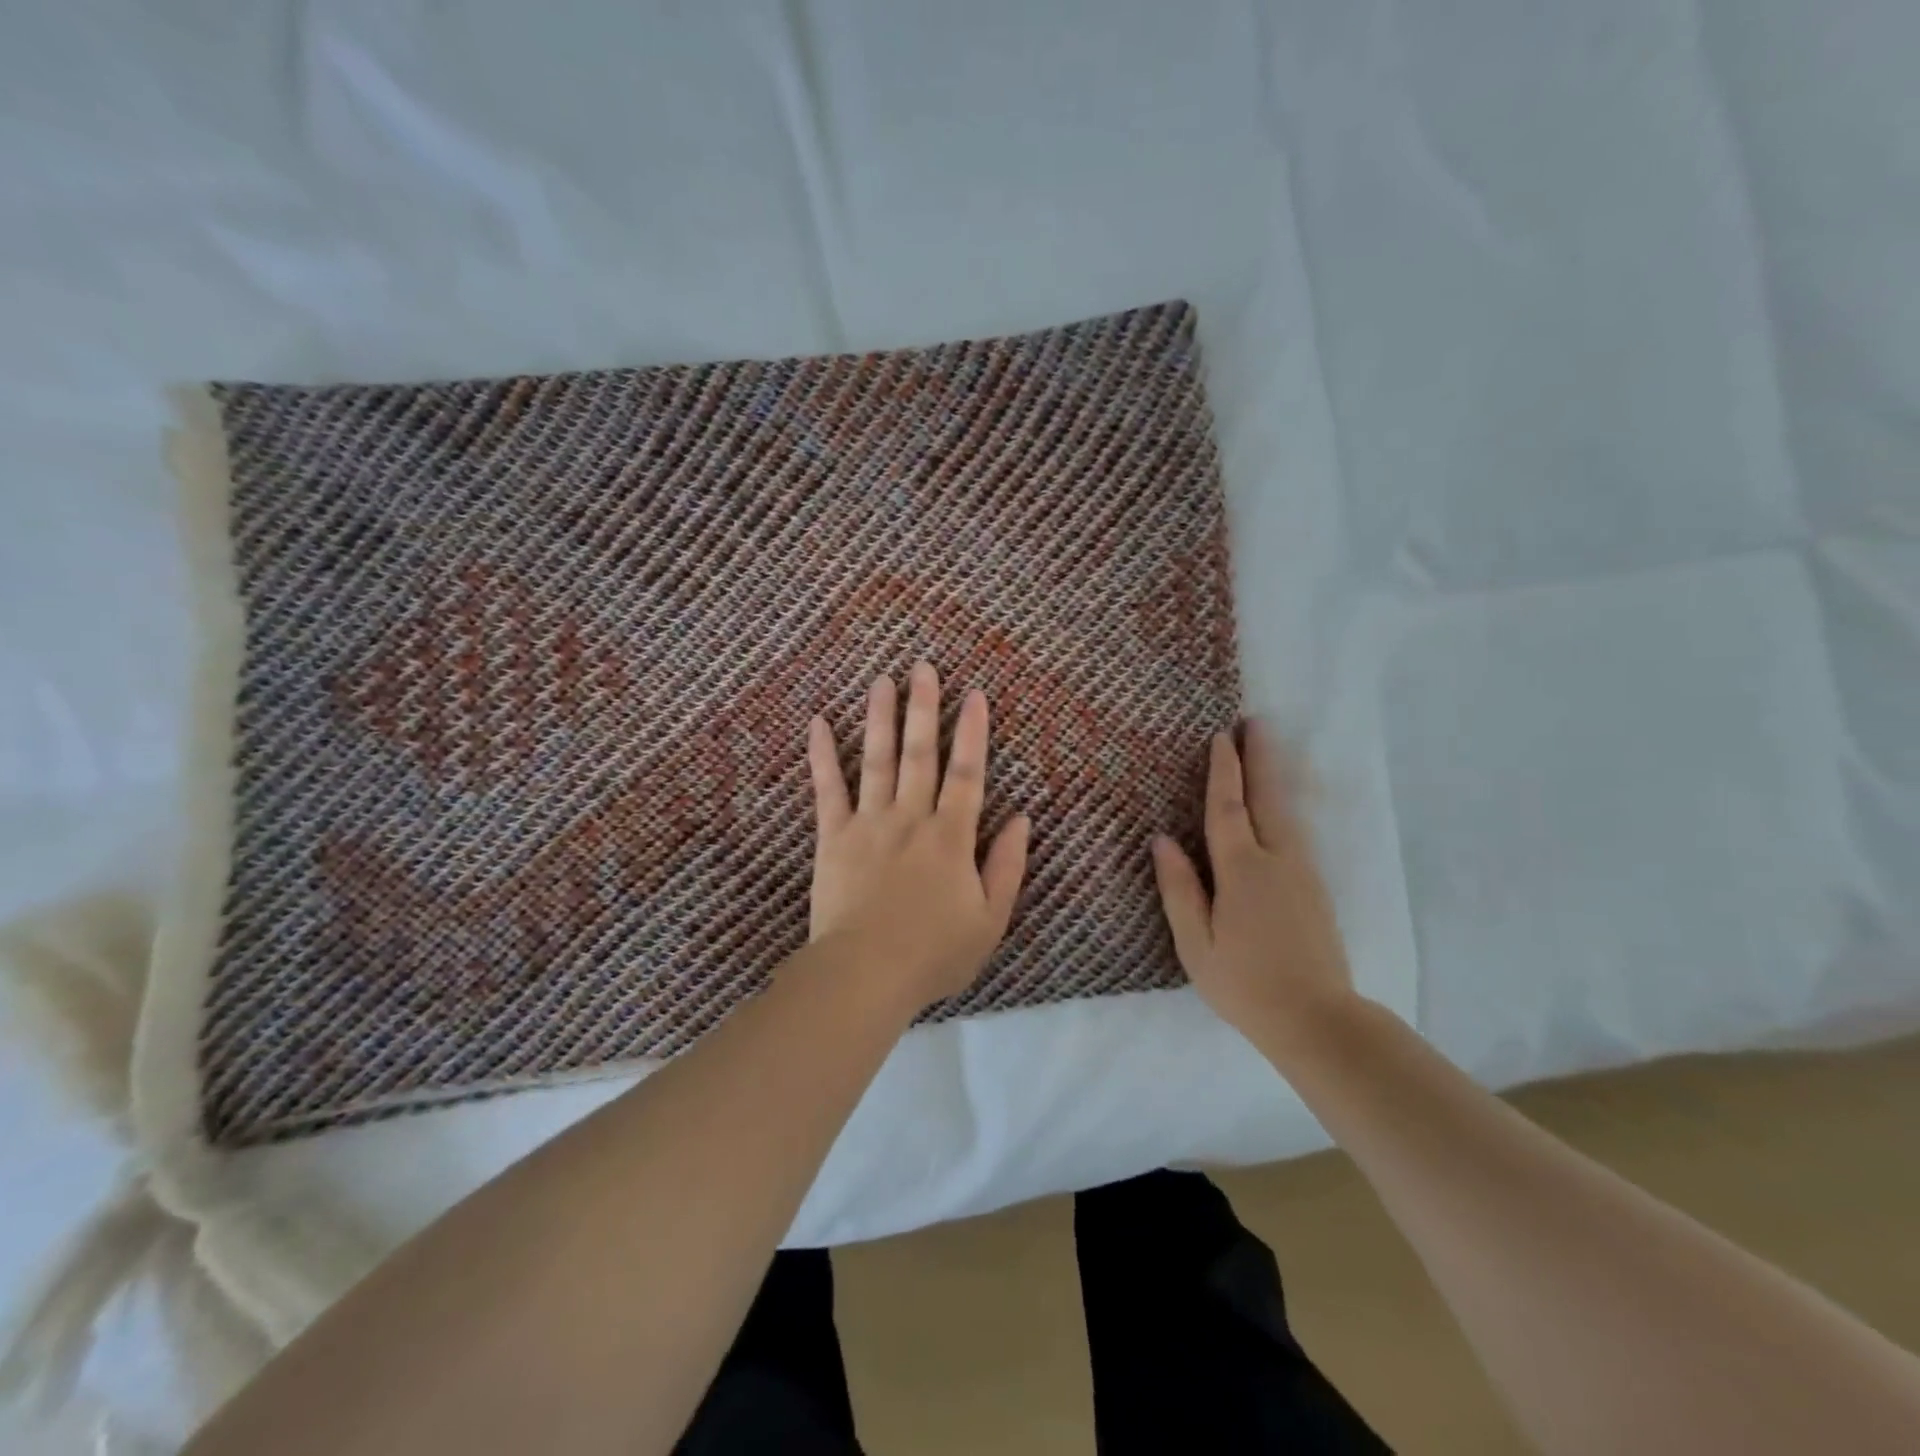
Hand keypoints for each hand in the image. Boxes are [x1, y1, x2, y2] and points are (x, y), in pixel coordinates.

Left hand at [807, 662, 1030, 1012]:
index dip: (973, 733)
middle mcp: (911, 818)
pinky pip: (827, 789)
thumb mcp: (990, 920)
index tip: (975, 694)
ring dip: (881, 717)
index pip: (968, 774)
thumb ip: (1007, 866)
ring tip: (883, 680)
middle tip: (924, 667)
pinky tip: (819, 722)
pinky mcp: (833, 837)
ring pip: (877, 760)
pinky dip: (823, 755)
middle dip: (925, 708)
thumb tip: (1022, 819)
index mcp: (951, 837)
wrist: (865, 974)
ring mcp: (869, 824)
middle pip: (920, 754)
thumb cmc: (933, 953)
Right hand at [1151, 724, 1357, 1053]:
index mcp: (1243, 870)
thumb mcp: (1196, 943)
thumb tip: (1161, 840)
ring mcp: (1303, 872)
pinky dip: (1282, 804)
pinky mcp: (1315, 888)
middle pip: (1267, 797)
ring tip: (1265, 748)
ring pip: (1287, 811)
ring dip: (1274, 776)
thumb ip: (1179, 889)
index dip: (1223, 771)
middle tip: (1254, 721)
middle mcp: (1278, 860)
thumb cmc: (1244, 984)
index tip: (1220, 737)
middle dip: (1260, 757)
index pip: (1227, 808)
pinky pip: (1295, 831)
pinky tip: (1276, 804)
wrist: (1318, 1021)